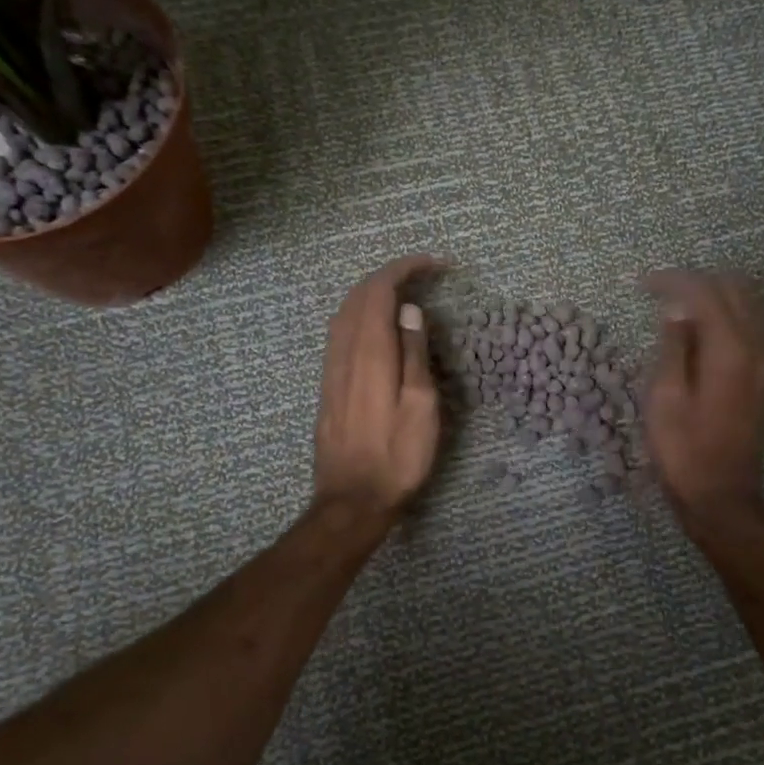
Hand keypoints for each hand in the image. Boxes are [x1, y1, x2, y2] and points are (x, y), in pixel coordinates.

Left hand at [313, 255, 442, 520]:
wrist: (352, 499)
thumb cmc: (398, 456)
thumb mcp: (420, 406)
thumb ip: (414, 353)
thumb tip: (410, 310)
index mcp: (370, 352)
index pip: (379, 291)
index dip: (404, 269)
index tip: (435, 265)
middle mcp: (343, 352)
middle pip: (358, 296)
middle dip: (388, 275)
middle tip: (422, 275)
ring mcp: (331, 369)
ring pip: (344, 313)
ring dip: (372, 293)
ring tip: (403, 294)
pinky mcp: (328, 386)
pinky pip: (339, 333)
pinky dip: (360, 315)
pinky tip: (376, 327)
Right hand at [641, 269, 763, 525]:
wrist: (720, 494)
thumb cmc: (683, 449)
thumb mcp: (665, 396)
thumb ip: (673, 346)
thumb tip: (677, 310)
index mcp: (729, 349)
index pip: (705, 292)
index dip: (673, 281)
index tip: (642, 284)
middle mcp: (755, 347)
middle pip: (733, 289)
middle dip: (695, 281)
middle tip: (658, 292)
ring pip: (746, 305)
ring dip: (712, 295)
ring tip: (676, 305)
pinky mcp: (762, 376)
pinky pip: (749, 326)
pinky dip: (724, 314)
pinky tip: (699, 328)